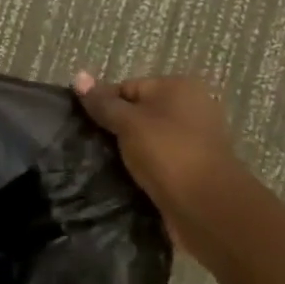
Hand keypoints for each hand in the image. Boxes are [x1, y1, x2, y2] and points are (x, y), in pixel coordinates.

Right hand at [73, 71, 231, 216]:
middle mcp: (190, 108)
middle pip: (138, 112)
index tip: (84, 127)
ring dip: (127, 151)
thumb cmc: (167, 153)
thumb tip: (78, 75)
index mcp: (179, 87)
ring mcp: (194, 140)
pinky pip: (158, 161)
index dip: (103, 105)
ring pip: (147, 139)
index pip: (127, 87)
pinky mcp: (192, 168)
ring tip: (102, 164)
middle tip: (90, 146)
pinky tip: (124, 178)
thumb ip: (102, 102)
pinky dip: (142, 168)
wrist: (207, 207)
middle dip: (114, 129)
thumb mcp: (128, 123)